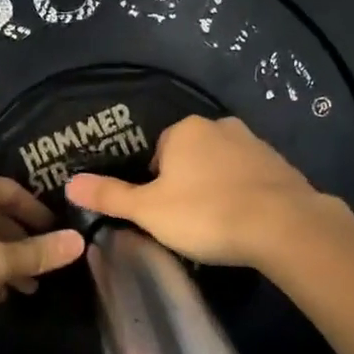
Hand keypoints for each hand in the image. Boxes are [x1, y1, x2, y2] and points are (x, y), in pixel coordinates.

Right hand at [64, 116, 327, 268]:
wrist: (283, 226)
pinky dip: (245, 196)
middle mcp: (221, 126)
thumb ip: (110, 196)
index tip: (160, 213)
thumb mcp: (148, 211)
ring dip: (216, 188)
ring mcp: (256, 144)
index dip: (154, 183)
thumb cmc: (206, 214)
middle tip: (186, 221)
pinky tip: (245, 222)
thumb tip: (69, 183)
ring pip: (223, 167)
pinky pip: (252, 179)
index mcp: (185, 130)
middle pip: (191, 157)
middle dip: (186, 183)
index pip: (158, 151)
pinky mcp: (283, 166)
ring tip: (216, 225)